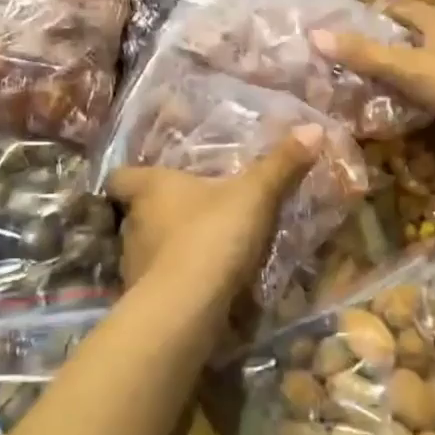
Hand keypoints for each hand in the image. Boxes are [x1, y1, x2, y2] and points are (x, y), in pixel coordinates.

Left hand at [107, 130, 320, 301]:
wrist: (187, 307)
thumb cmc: (212, 235)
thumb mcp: (254, 195)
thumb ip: (281, 164)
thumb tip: (313, 128)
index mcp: (149, 189)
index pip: (121, 177)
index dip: (132, 178)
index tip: (152, 179)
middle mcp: (133, 224)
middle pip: (136, 213)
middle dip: (161, 214)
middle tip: (193, 213)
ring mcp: (133, 264)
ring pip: (147, 248)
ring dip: (169, 248)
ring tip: (201, 250)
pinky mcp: (143, 299)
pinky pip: (159, 282)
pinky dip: (176, 281)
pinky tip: (202, 285)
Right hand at [314, 0, 434, 150]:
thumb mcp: (406, 68)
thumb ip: (364, 55)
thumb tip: (315, 35)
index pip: (409, 9)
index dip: (386, 9)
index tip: (364, 15)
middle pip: (426, 32)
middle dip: (400, 39)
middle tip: (370, 51)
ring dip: (417, 66)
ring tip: (390, 80)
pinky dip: (432, 91)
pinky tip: (421, 106)